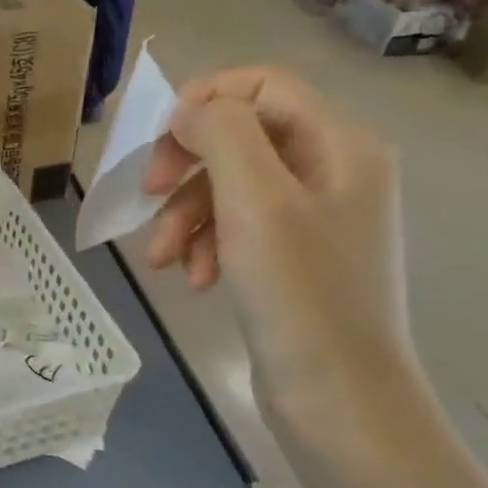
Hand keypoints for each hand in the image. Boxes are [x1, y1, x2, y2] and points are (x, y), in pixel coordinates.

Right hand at [140, 67, 416, 419]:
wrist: (340, 402)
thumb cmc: (300, 295)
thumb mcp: (257, 201)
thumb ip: (224, 134)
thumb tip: (192, 112)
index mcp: (340, 145)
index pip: (264, 85)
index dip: (206, 98)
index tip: (160, 138)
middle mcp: (333, 171)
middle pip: (241, 136)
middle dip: (187, 164)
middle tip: (147, 193)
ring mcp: (314, 217)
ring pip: (230, 185)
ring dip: (186, 214)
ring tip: (162, 258)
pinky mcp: (293, 257)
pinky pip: (237, 226)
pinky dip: (206, 244)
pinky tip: (194, 279)